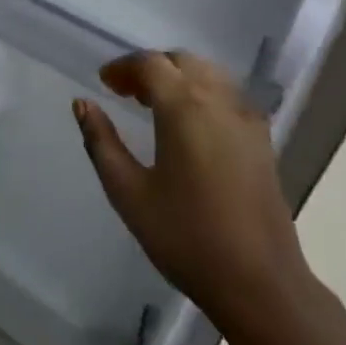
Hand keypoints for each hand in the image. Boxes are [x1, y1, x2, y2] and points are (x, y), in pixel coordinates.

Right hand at [74, 51, 316, 334]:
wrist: (260, 283)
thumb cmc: (186, 238)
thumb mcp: (129, 193)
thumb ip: (102, 143)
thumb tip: (82, 104)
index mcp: (184, 107)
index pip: (150, 64)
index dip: (123, 67)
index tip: (104, 83)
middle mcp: (219, 100)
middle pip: (182, 61)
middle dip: (151, 67)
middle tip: (125, 91)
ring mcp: (246, 118)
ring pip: (209, 73)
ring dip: (178, 76)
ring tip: (154, 104)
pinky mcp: (262, 139)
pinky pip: (229, 95)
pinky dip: (203, 92)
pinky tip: (191, 123)